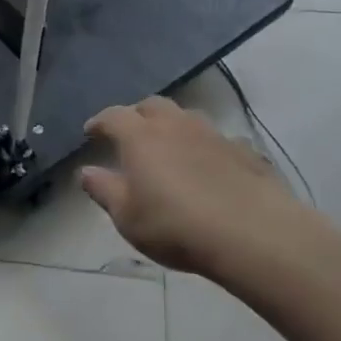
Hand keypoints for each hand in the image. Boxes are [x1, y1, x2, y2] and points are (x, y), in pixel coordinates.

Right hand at [81, 96, 318, 286]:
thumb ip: (104, 190)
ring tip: (169, 147)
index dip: (99, 122)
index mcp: (140, 137)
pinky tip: (209, 167)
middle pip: (152, 105)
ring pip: (187, 117)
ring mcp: (214, 135)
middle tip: (130, 134)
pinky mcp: (245, 152)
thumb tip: (86, 171)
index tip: (91, 132)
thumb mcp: (127, 216)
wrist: (254, 234)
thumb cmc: (176, 226)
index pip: (113, 116)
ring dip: (173, 126)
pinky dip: (205, 148)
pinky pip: (218, 140)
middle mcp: (176, 126)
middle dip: (137, 115)